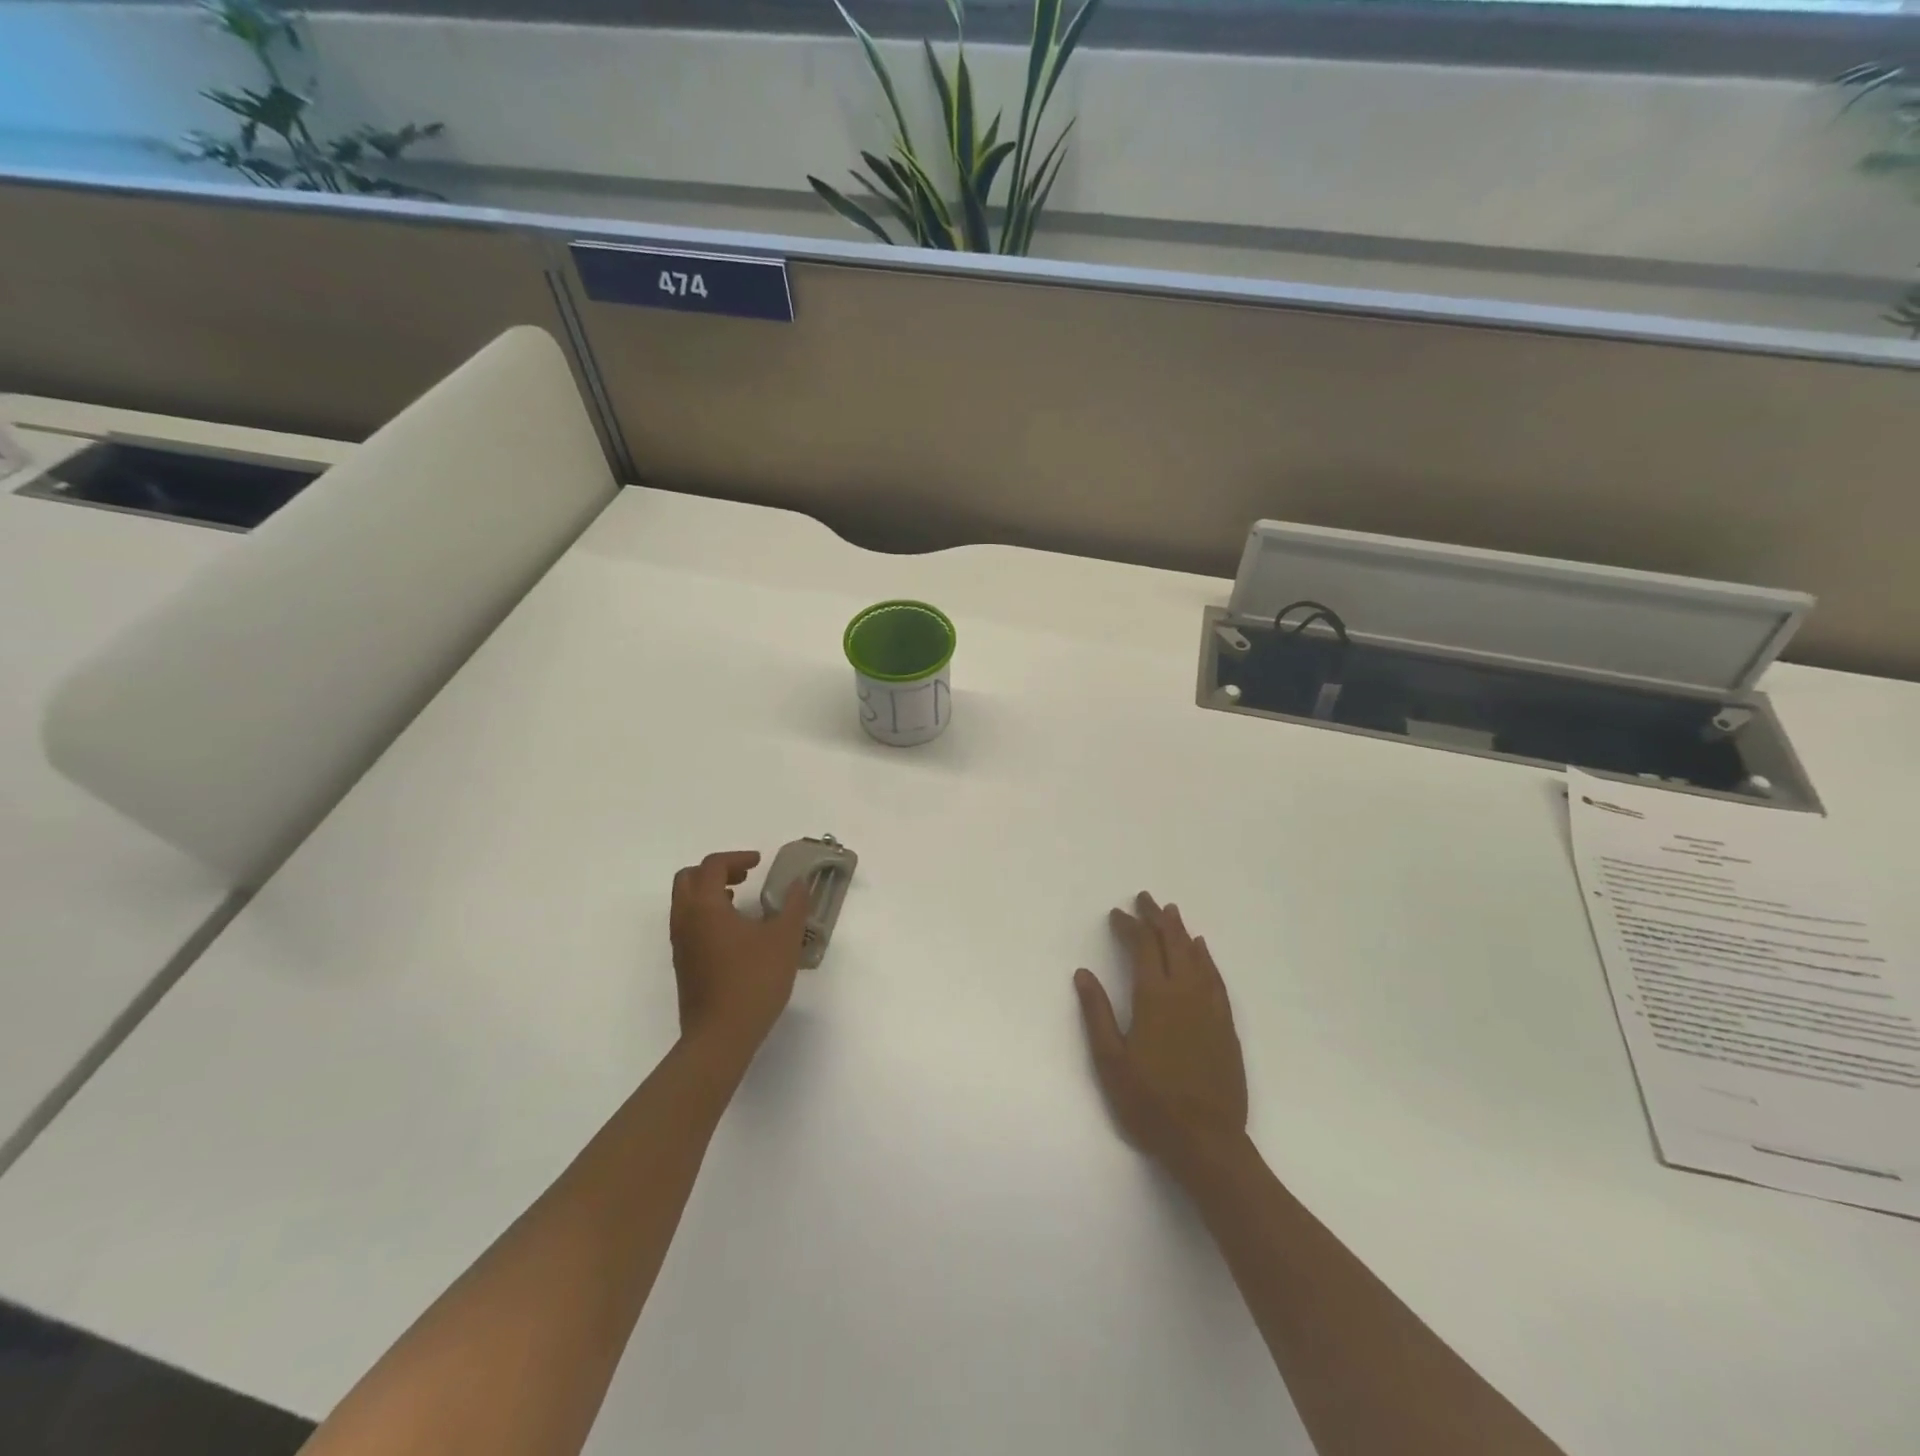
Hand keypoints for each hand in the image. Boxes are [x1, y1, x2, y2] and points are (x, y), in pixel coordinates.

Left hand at [669, 851, 809, 1056]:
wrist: (720, 1036)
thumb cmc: (753, 980)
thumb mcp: (784, 938)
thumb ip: (793, 905)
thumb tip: (799, 883)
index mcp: (705, 906)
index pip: (712, 865)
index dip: (737, 857)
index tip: (760, 863)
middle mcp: (685, 919)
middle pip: (688, 879)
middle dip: (715, 871)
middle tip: (745, 876)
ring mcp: (680, 944)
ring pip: (685, 903)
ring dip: (710, 893)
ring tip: (741, 901)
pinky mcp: (683, 965)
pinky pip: (689, 925)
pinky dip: (707, 914)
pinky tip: (736, 933)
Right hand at [1074, 893, 1248, 1177]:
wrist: (1206, 1141)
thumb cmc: (1149, 1103)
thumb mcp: (1110, 1061)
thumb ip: (1096, 1013)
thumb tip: (1083, 973)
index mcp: (1154, 998)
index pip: (1142, 946)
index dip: (1129, 925)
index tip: (1117, 914)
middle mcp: (1185, 993)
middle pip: (1172, 943)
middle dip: (1157, 917)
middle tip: (1145, 898)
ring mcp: (1209, 1008)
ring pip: (1196, 957)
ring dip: (1182, 932)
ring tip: (1172, 913)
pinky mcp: (1226, 1025)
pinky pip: (1216, 979)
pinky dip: (1206, 958)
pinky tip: (1202, 951)